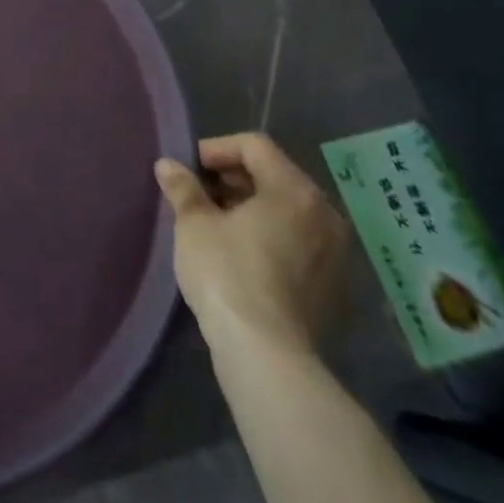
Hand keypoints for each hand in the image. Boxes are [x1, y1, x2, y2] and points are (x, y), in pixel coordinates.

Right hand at [154, 132, 348, 361]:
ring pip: (288, 211)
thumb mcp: (194, 224)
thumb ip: (183, 188)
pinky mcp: (334, 288)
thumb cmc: (227, 274)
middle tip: (200, 194)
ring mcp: (335, 253)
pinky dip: (271, 236)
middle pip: (275, 175)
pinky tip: (242, 255)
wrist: (267, 357)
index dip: (217, 148)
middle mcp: (324, 214)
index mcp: (294, 190)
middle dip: (234, 179)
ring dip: (252, 208)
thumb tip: (168, 165)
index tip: (190, 168)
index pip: (254, 146)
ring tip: (217, 224)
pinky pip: (299, 242)